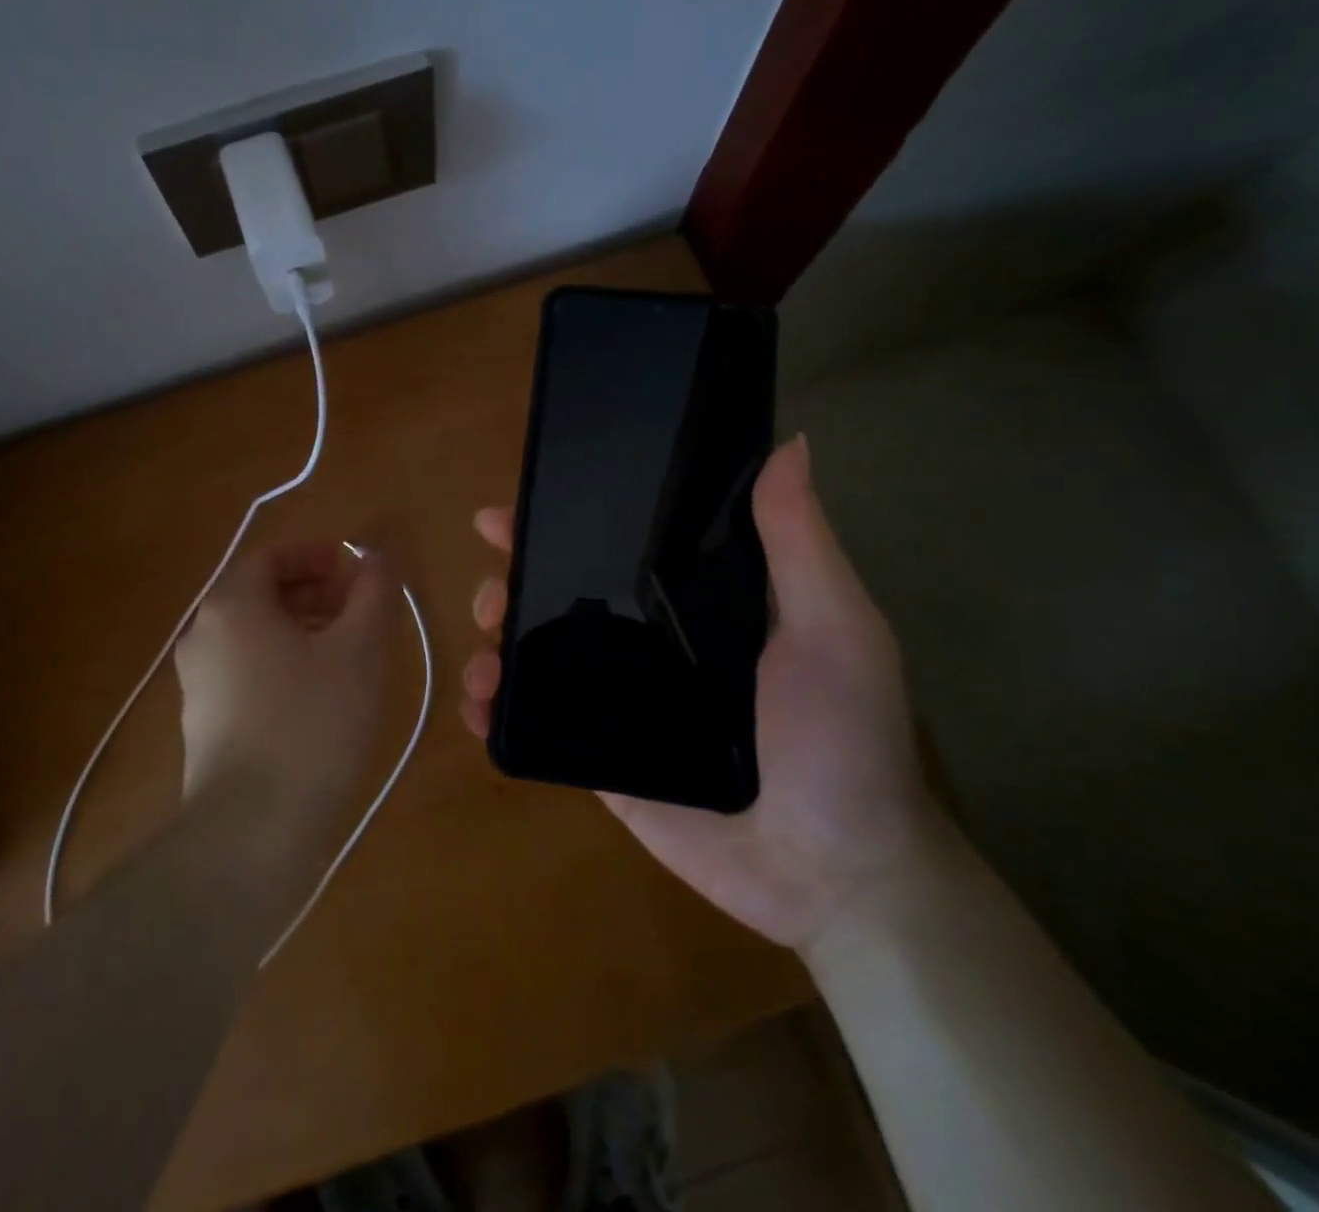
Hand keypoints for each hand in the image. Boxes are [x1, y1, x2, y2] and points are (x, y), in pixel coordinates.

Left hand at [176, 541, 392, 822]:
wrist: (251, 833)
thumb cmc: (312, 722)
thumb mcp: (360, 649)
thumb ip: (373, 592)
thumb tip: (378, 557)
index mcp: (232, 605)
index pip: (273, 555)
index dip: (318, 555)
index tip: (356, 572)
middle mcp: (204, 635)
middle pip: (262, 593)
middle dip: (315, 591)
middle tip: (360, 610)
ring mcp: (198, 683)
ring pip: (256, 635)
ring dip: (303, 628)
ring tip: (349, 652)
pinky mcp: (205, 725)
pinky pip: (248, 672)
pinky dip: (285, 664)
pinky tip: (321, 696)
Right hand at [463, 436, 939, 950]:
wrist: (833, 875)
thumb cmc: (839, 740)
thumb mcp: (833, 628)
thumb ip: (798, 543)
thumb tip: (790, 443)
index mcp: (693, 602)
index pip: (614, 546)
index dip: (559, 524)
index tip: (508, 514)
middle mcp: (649, 642)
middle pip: (562, 597)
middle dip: (512, 584)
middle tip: (492, 595)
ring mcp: (619, 702)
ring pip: (540, 657)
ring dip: (495, 647)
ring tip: (483, 661)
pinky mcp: (601, 759)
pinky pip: (539, 726)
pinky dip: (498, 713)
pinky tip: (478, 709)